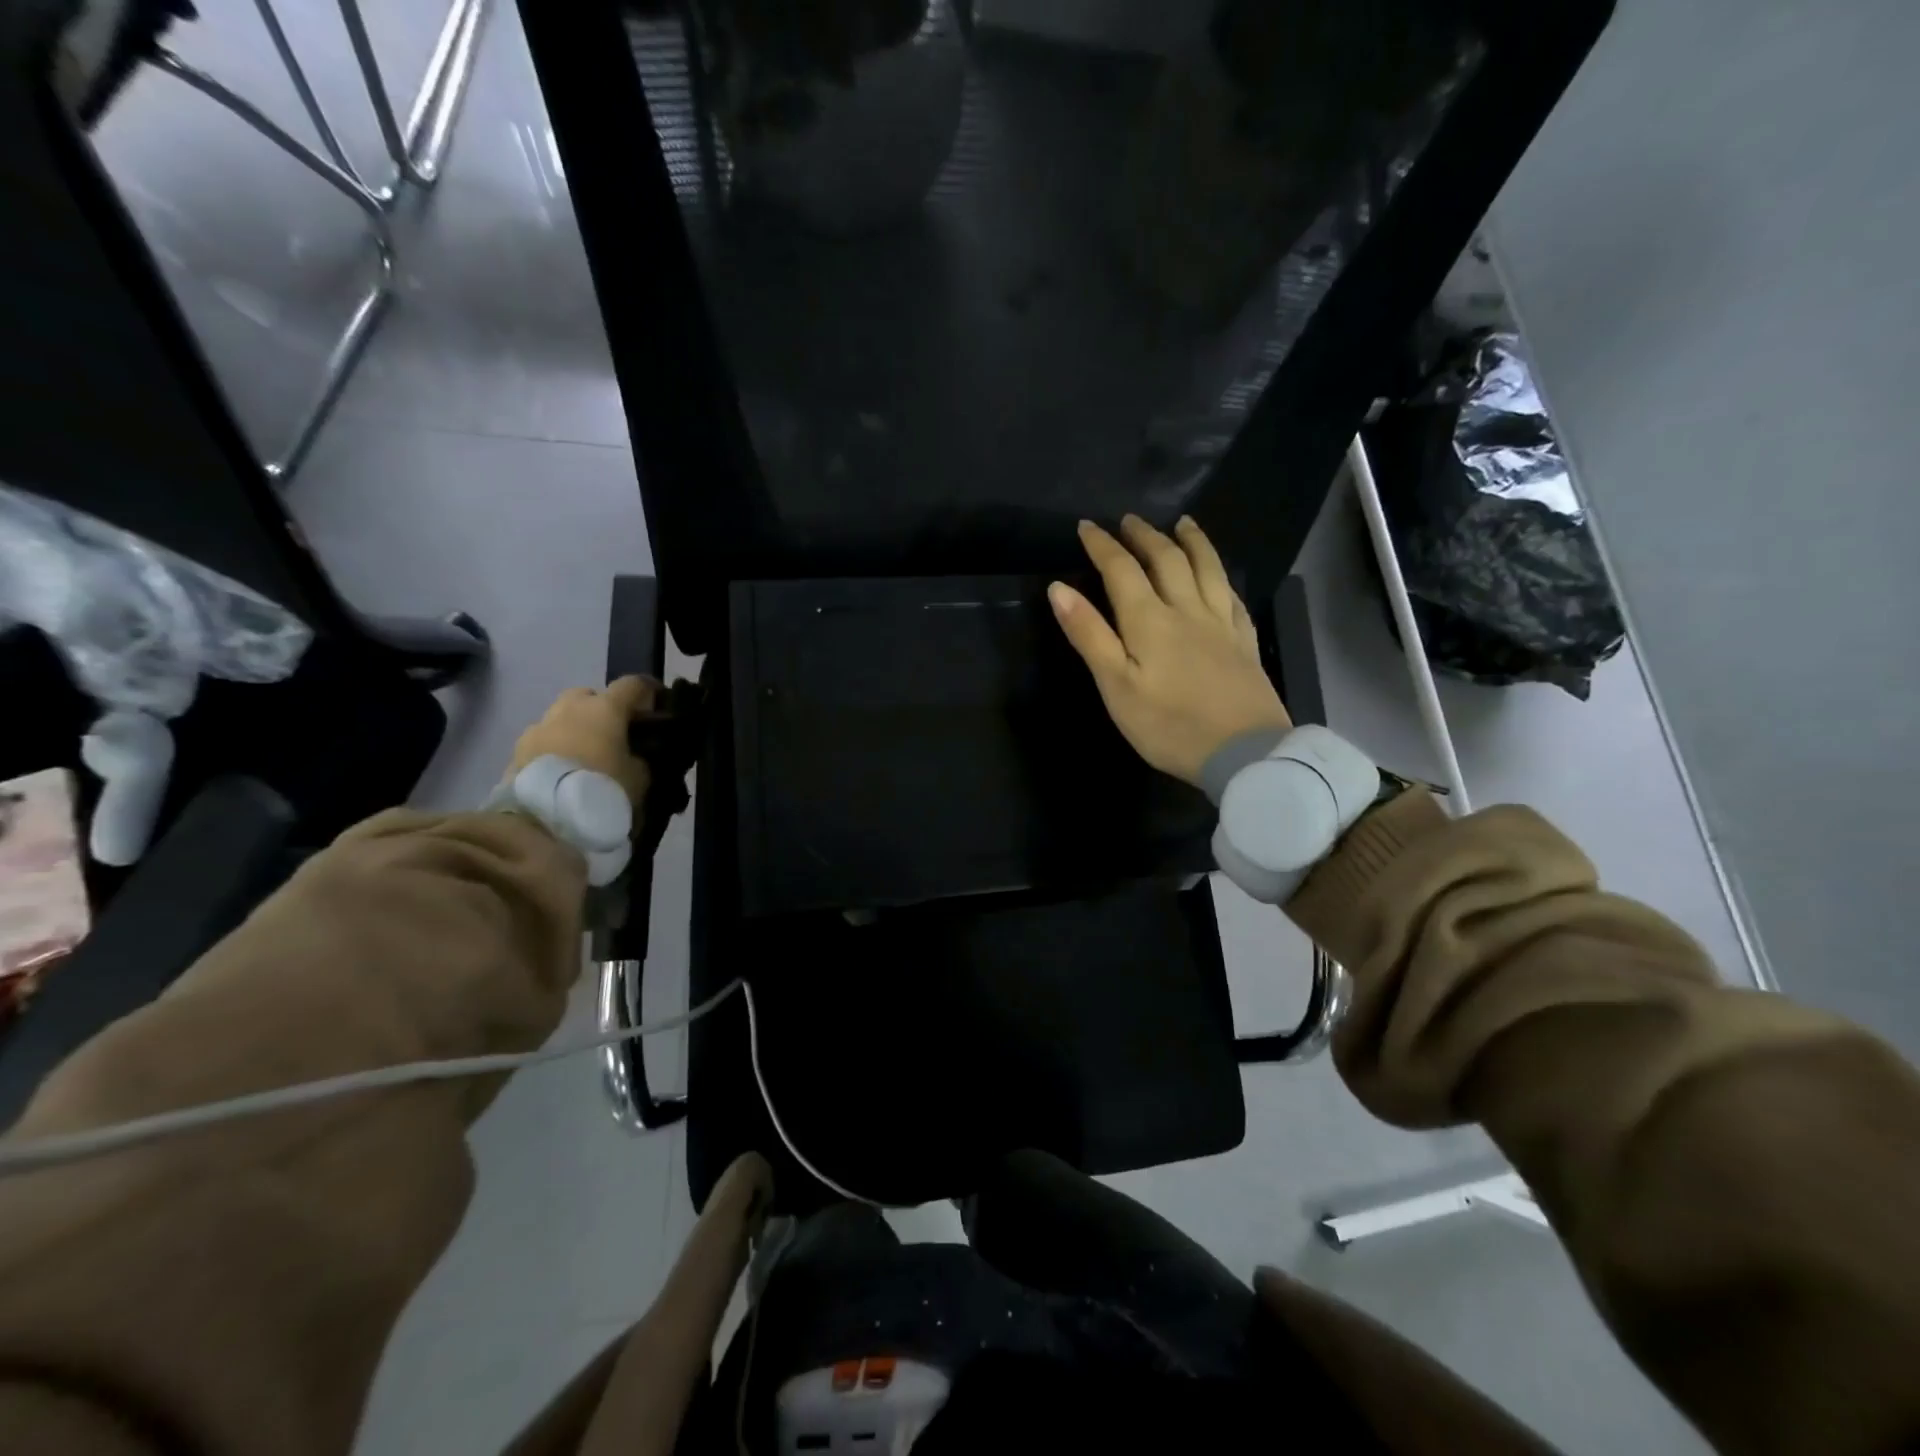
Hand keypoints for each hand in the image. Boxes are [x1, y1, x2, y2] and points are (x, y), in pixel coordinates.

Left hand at [507, 677, 658, 804]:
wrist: (544, 819)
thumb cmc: (603, 789)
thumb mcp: (641, 778)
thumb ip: (641, 760)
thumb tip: (634, 757)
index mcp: (606, 708)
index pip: (633, 685)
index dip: (649, 692)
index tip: (658, 705)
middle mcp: (570, 708)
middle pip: (590, 696)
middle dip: (603, 710)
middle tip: (615, 736)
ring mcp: (539, 727)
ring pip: (563, 718)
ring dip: (575, 730)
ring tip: (586, 759)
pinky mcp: (517, 750)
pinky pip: (544, 742)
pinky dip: (555, 750)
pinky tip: (563, 774)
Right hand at [1051, 515, 1290, 785]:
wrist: (1243, 753)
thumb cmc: (1168, 726)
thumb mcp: (1116, 686)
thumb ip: (1089, 635)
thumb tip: (1058, 589)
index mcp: (1150, 621)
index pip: (1122, 570)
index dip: (1102, 546)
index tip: (1087, 527)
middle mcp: (1187, 610)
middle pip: (1167, 560)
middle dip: (1145, 536)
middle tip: (1129, 520)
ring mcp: (1222, 624)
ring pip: (1207, 569)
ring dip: (1191, 542)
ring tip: (1182, 524)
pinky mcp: (1245, 642)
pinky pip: (1232, 595)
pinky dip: (1221, 575)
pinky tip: (1219, 575)